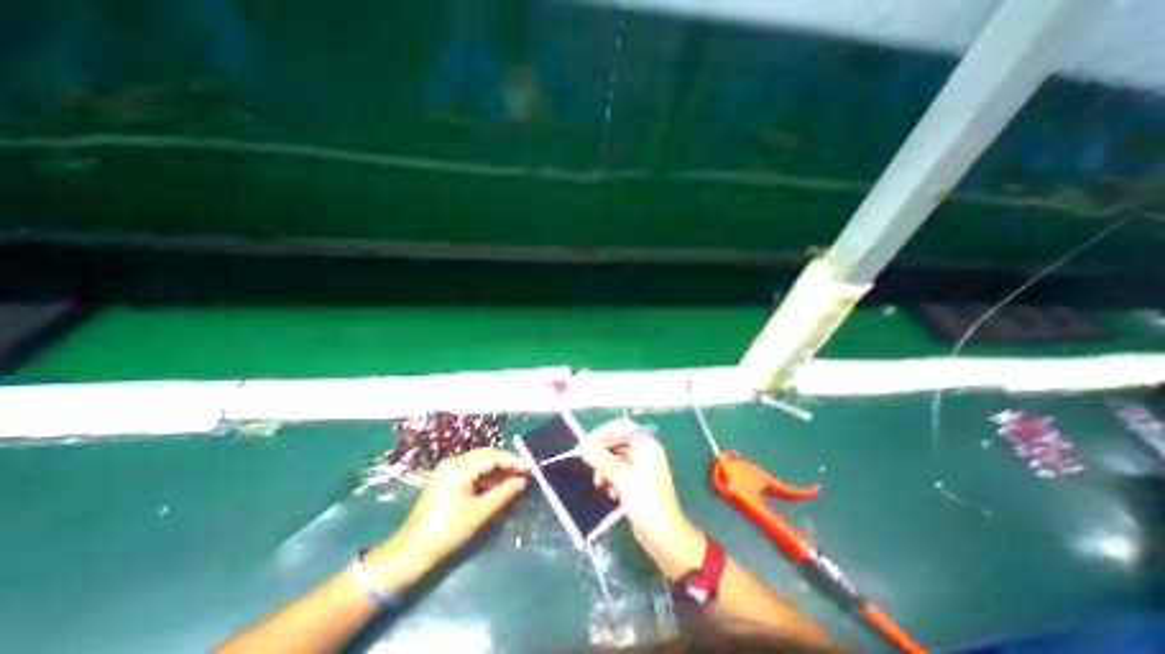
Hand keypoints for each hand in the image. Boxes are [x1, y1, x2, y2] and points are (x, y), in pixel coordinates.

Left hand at [382, 449, 529, 565]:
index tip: (529, 467)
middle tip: (524, 472)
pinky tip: (498, 484)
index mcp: (459, 467)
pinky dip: (486, 477)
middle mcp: (453, 463)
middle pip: (486, 456)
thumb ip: (503, 494)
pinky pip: (471, 472)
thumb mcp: (478, 512)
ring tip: (515, 478)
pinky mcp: (447, 480)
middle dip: (506, 463)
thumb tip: (522, 482)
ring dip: (497, 470)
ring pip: (479, 464)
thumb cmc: (446, 531)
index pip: (492, 456)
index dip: (513, 461)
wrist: (410, 553)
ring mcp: (448, 471)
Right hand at [580, 418, 705, 577]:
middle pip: (617, 443)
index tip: (585, 444)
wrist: (664, 535)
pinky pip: (619, 471)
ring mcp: (641, 466)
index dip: (602, 433)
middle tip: (587, 463)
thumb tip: (585, 448)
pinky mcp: (637, 480)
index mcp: (646, 445)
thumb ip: (603, 461)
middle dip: (602, 454)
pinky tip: (612, 494)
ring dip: (605, 469)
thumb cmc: (647, 503)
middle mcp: (644, 451)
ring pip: (615, 458)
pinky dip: (612, 479)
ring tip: (600, 484)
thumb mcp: (623, 480)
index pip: (621, 428)